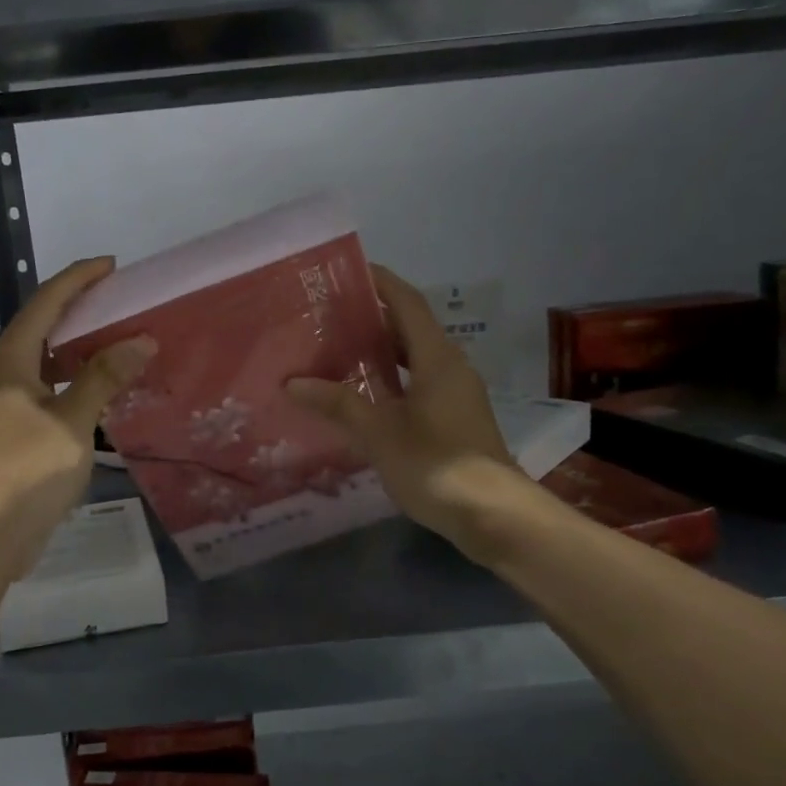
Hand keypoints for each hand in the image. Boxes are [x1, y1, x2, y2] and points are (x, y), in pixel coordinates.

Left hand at [0, 258, 155, 580]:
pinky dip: (78, 379)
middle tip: (123, 300)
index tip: (113, 266)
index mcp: (10, 359)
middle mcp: (4, 372)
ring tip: (121, 338)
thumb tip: (140, 340)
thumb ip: (104, 378)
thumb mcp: (72, 422)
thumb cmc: (25, 471)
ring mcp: (8, 402)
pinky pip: (51, 387)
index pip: (46, 302)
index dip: (78, 279)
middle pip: (44, 325)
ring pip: (48, 358)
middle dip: (82, 308)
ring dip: (81, 346)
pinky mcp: (17, 428)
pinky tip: (105, 388)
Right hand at [288, 265, 524, 561]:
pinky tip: (362, 396)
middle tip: (328, 316)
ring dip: (381, 352)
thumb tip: (293, 382)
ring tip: (337, 352)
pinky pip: (419, 383)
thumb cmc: (435, 464)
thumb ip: (338, 403)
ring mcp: (456, 393)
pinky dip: (391, 380)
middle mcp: (451, 366)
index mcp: (437, 357)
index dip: (380, 282)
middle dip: (372, 319)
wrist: (492, 514)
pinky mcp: (455, 418)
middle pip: (410, 329)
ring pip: (414, 359)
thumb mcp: (379, 432)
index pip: (407, 303)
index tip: (348, 271)